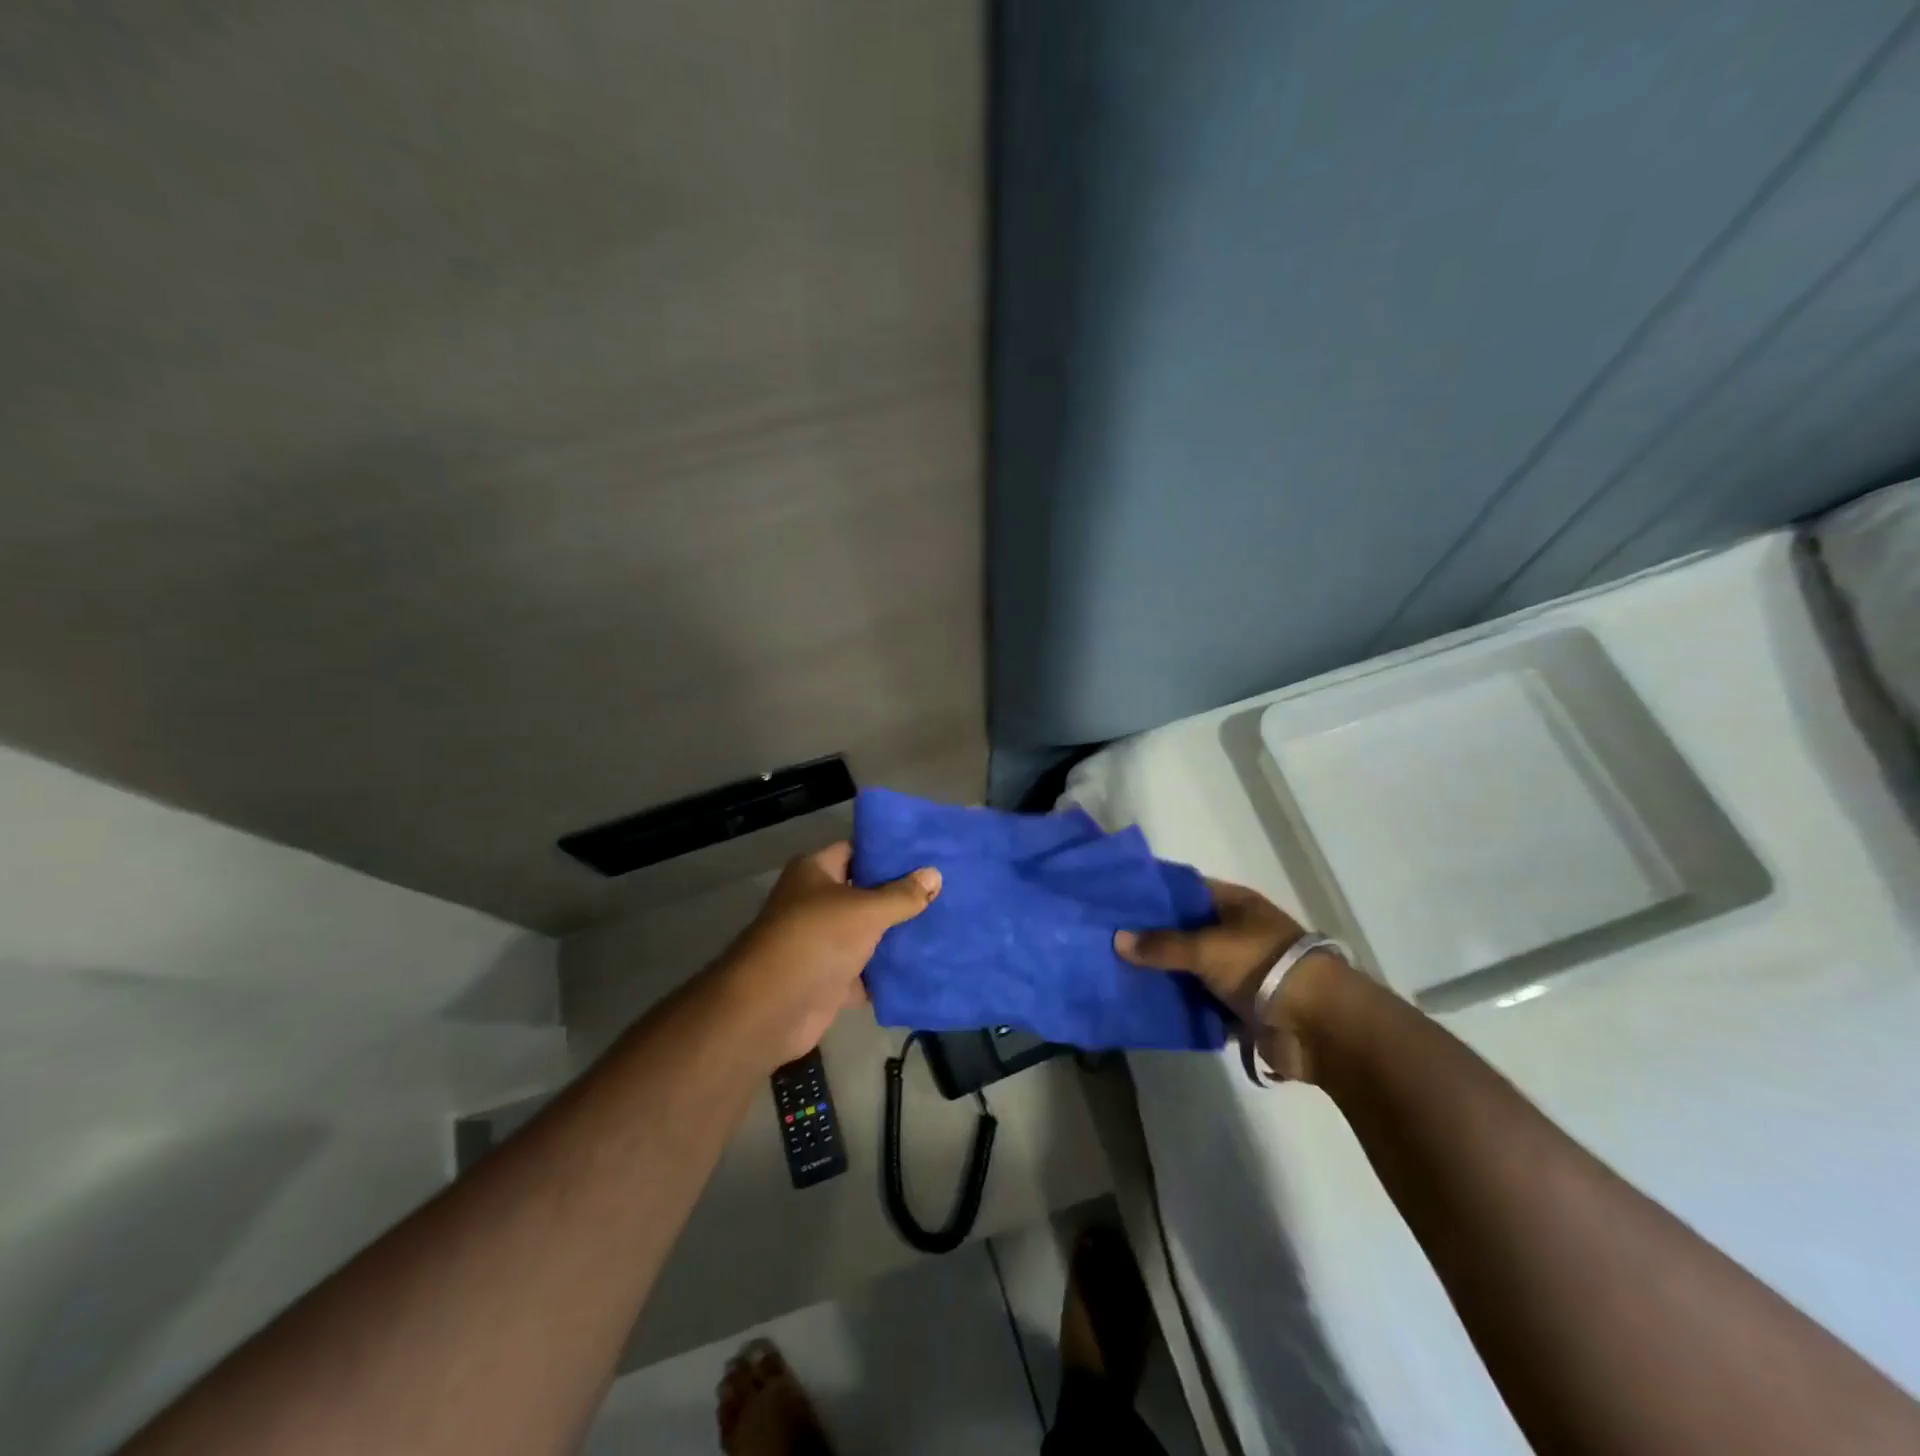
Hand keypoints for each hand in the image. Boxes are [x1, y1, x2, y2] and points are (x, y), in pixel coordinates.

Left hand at [718, 842, 940, 1066]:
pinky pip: (866, 971)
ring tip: (944, 924)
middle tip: (945, 889)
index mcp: (815, 871)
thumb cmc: (816, 939)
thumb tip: (935, 874)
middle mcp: (815, 902)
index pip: (857, 850)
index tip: (927, 855)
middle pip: (865, 893)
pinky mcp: (829, 979)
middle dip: (901, 894)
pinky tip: (925, 965)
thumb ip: (902, 894)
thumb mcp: (866, 910)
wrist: (772, 1008)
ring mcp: (822, 942)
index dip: (889, 852)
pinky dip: (888, 972)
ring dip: (897, 934)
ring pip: (867, 933)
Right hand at [1115, 878, 1342, 1081]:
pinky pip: (1202, 1002)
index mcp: (1236, 905)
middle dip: (1153, 937)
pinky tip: (1147, 1004)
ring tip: (1119, 973)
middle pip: (1187, 930)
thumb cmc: (1262, 967)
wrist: (1318, 1025)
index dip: (1155, 893)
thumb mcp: (1206, 948)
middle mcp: (1237, 933)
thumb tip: (1118, 939)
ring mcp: (1240, 971)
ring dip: (1165, 974)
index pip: (1187, 889)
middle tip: (1109, 938)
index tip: (1118, 899)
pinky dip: (1182, 1005)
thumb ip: (1162, 945)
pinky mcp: (1242, 1007)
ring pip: (1192, 968)